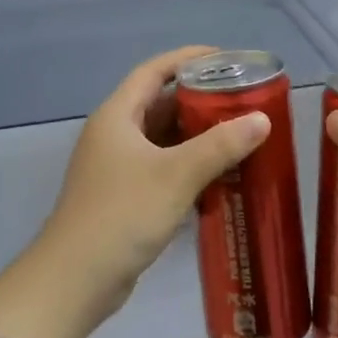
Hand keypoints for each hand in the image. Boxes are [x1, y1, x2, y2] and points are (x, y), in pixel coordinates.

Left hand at [32, 46, 270, 315]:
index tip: (226, 58)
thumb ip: (220, 146)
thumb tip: (261, 119)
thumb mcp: (176, 175)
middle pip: (160, 104)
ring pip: (163, 139)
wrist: (76, 279)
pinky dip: (188, 165)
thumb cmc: (123, 214)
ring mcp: (116, 167)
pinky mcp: (124, 196)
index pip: (154, 71)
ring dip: (197, 135)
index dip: (188, 59)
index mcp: (117, 116)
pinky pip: (161, 167)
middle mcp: (114, 135)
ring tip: (240, 134)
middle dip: (200, 100)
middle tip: (242, 100)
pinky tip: (219, 175)